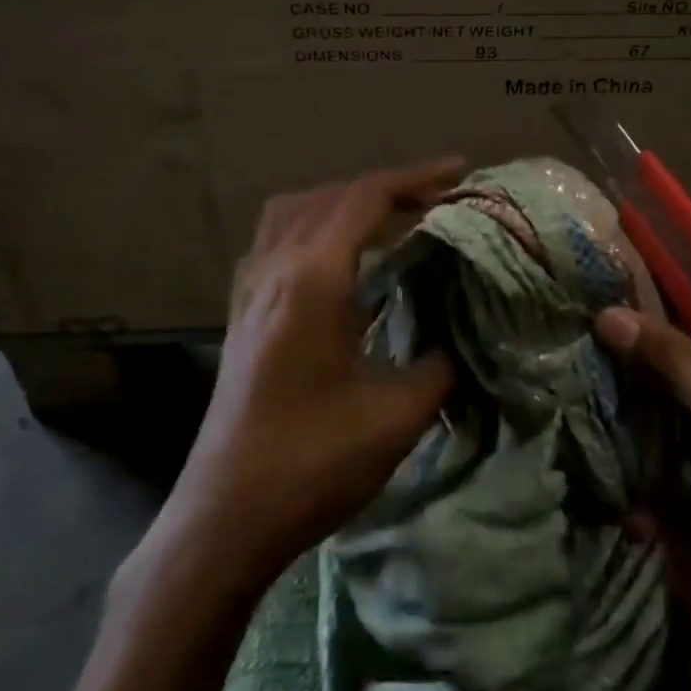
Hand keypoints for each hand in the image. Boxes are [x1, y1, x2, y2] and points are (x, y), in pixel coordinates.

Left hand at [172, 158, 463, 579]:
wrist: (224, 518)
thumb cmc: (312, 463)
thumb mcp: (397, 417)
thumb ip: (442, 366)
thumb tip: (466, 336)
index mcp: (312, 280)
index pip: (366, 199)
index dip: (416, 178)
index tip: (460, 171)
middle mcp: (275, 269)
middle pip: (332, 196)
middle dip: (388, 187)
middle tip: (436, 199)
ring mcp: (251, 289)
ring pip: (296, 211)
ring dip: (344, 202)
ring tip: (389, 219)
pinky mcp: (241, 312)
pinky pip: (277, 239)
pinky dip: (315, 225)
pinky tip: (340, 259)